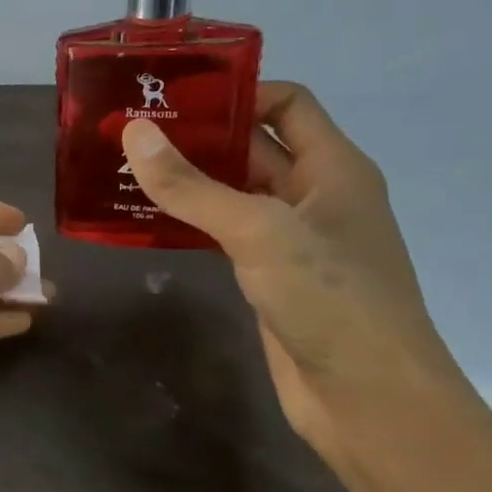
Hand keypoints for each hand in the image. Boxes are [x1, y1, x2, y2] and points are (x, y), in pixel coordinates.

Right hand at [120, 83, 484, 484]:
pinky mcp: (268, 277)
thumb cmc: (330, 300)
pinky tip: (142, 222)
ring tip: (122, 170)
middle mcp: (314, 195)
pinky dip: (186, 221)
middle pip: (253, 145)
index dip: (234, 91)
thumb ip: (192, 186)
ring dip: (185, 181)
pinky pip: (222, 233)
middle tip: (128, 130)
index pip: (286, 103)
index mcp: (333, 168)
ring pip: (232, 192)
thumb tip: (133, 133)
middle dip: (196, 135)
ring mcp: (291, 239)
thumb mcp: (258, 231)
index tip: (170, 96)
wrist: (369, 400)